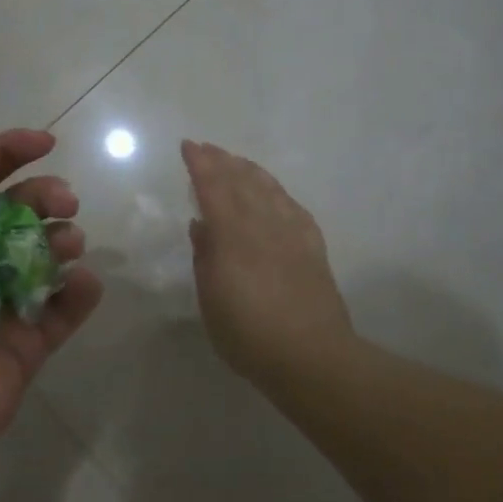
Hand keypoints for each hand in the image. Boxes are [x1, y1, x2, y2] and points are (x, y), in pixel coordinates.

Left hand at [0, 130, 102, 501]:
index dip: (7, 156)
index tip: (47, 142)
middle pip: (14, 218)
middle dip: (41, 199)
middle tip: (65, 202)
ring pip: (42, 260)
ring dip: (61, 241)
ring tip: (68, 244)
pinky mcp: (26, 350)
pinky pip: (62, 312)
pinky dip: (79, 292)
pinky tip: (82, 283)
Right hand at [181, 140, 353, 390]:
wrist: (310, 355)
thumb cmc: (249, 335)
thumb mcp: (211, 301)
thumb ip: (205, 258)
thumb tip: (202, 225)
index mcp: (234, 237)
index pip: (214, 189)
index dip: (200, 165)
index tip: (189, 146)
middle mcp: (264, 225)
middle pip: (242, 182)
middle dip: (223, 161)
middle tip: (208, 148)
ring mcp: (293, 234)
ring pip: (270, 189)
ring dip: (250, 171)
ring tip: (237, 162)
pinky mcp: (313, 247)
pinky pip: (294, 208)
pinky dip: (279, 194)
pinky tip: (275, 194)